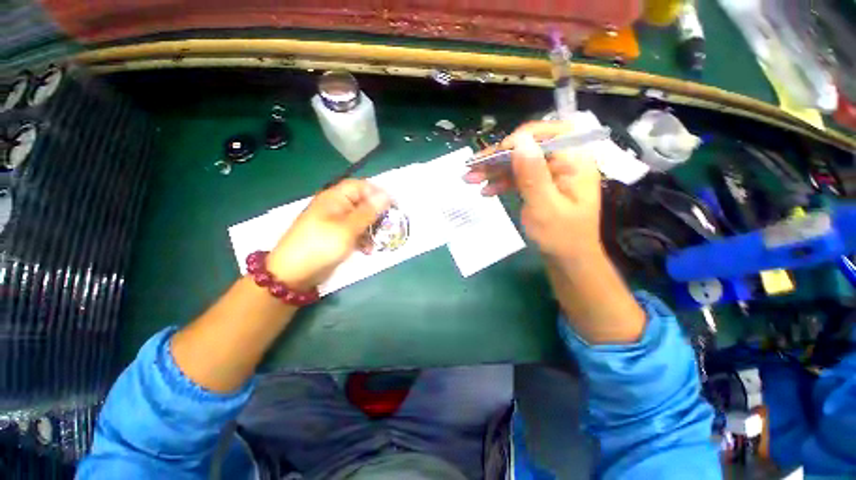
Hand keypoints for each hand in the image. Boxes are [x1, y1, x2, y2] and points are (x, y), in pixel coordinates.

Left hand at [267, 180, 390, 289]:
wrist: (294, 273)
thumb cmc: (322, 245)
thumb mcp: (348, 228)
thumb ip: (368, 211)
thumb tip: (386, 195)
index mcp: (335, 198)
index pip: (361, 186)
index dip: (378, 193)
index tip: (393, 206)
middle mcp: (336, 207)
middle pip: (362, 203)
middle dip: (377, 214)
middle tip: (389, 226)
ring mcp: (336, 222)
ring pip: (361, 219)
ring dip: (371, 229)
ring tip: (379, 241)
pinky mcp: (337, 236)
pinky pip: (355, 232)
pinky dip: (363, 239)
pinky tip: (368, 250)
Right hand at [464, 121, 602, 263]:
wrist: (567, 259)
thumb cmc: (561, 236)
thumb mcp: (545, 207)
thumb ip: (533, 174)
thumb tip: (520, 140)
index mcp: (575, 161)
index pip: (550, 133)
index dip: (522, 138)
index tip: (498, 152)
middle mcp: (563, 162)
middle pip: (528, 148)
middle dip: (498, 157)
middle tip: (472, 166)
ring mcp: (550, 175)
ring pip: (519, 163)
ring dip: (494, 170)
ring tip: (469, 178)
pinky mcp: (539, 186)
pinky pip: (518, 178)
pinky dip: (500, 183)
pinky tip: (485, 191)